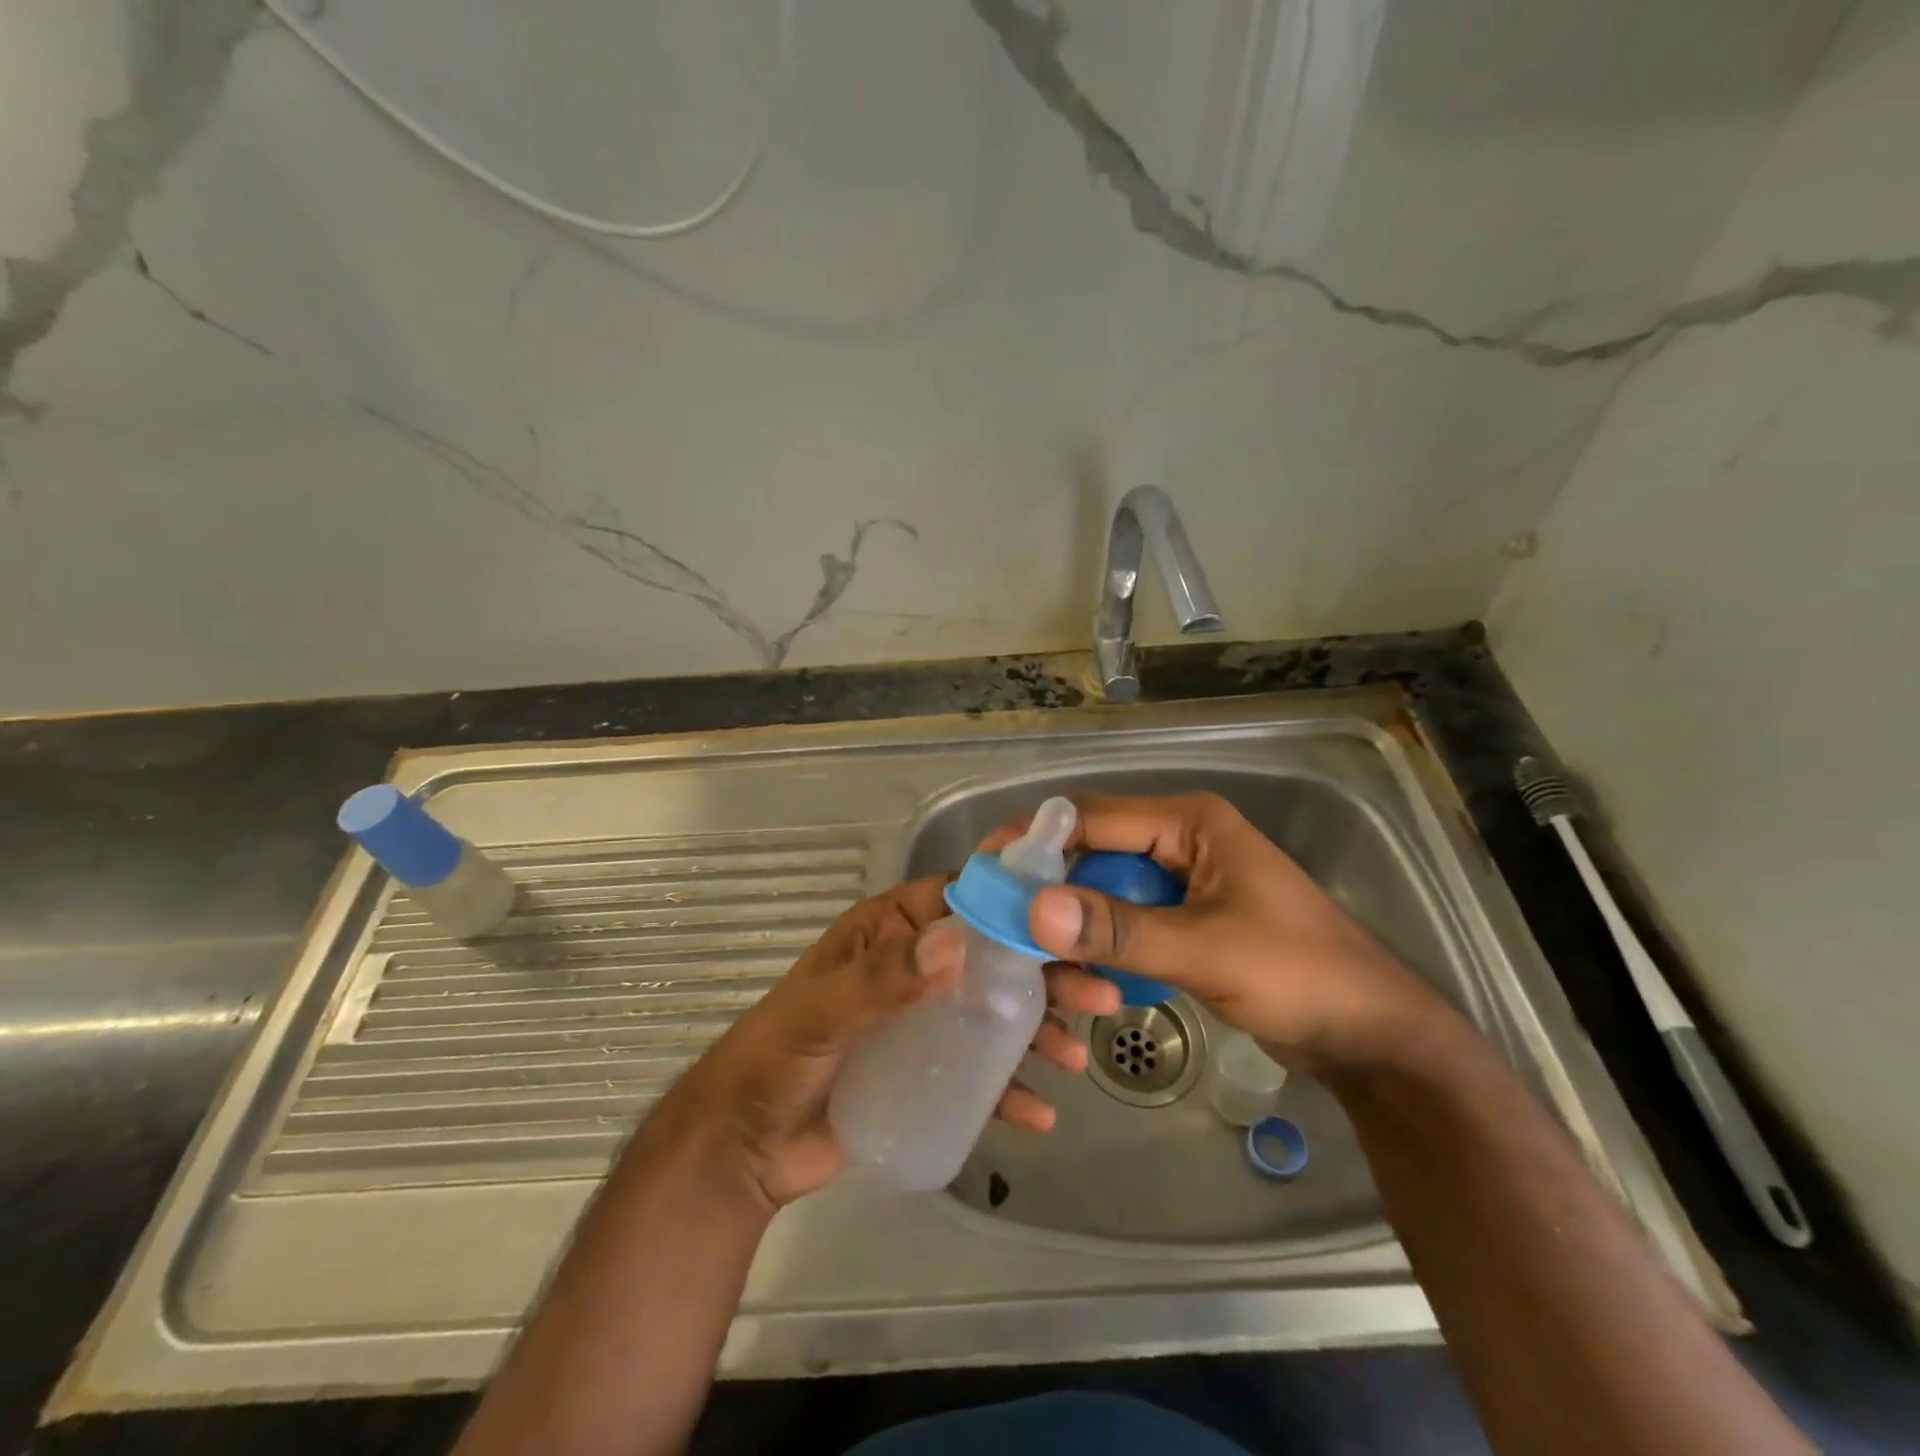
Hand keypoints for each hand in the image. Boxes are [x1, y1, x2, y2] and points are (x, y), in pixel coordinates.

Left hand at [663, 876, 1119, 1208]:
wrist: (744, 1150)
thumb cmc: (776, 1060)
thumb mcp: (824, 1012)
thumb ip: (884, 979)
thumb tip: (957, 943)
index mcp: (889, 933)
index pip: (959, 898)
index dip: (1012, 898)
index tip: (1071, 910)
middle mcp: (914, 967)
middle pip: (992, 957)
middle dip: (1046, 973)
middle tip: (1100, 994)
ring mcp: (924, 1021)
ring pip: (995, 1013)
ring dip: (1041, 1030)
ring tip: (1079, 1058)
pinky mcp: (926, 1072)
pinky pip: (978, 1072)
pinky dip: (1011, 1089)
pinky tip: (1041, 1112)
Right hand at [1006, 793, 1457, 1074]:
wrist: (1373, 1038)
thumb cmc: (1301, 976)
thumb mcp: (1208, 951)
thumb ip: (1120, 931)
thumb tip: (1032, 909)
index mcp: (1189, 822)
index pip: (1090, 816)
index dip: (1033, 839)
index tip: (983, 870)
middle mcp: (1179, 839)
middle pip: (1091, 850)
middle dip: (1046, 884)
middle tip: (995, 919)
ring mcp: (1182, 881)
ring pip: (1103, 888)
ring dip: (1071, 920)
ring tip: (1028, 954)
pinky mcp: (1184, 919)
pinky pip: (1124, 920)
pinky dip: (1098, 942)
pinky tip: (1075, 972)